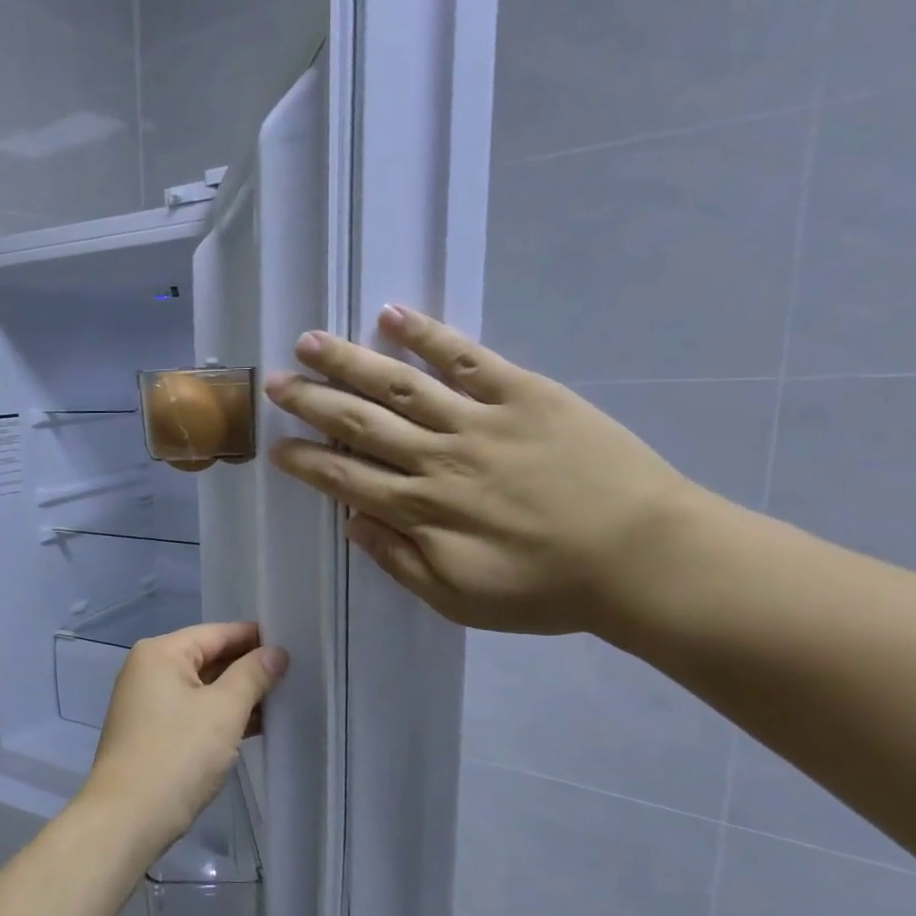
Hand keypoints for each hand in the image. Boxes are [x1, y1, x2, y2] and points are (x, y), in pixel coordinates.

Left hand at [86, 623, 287, 850]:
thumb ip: (253, 675)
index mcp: (160, 653)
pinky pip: (193, 712)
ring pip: (202, 688)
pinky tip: (254, 726)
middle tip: (294, 673)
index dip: (254, 638)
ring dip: (238, 695)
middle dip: (248, 668)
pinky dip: (220, 717)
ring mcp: (147, 704)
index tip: (292, 643)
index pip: (216, 633)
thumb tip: (275, 652)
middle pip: (208, 658)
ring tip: (283, 699)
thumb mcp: (224, 710)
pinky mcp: (151, 733)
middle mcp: (148, 670)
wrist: (128, 818)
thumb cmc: (178, 753)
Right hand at [266, 305, 701, 635]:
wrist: (642, 558)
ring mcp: (479, 420)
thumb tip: (353, 522)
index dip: (305, 461)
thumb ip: (399, 561)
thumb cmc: (546, 589)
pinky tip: (393, 316)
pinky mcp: (524, 393)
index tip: (275, 446)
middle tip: (274, 382)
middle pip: (359, 423)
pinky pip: (467, 358)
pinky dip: (429, 335)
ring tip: (310, 341)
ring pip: (399, 385)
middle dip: (311, 402)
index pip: (344, 478)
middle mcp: (437, 458)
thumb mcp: (458, 599)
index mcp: (421, 510)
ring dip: (350, 362)